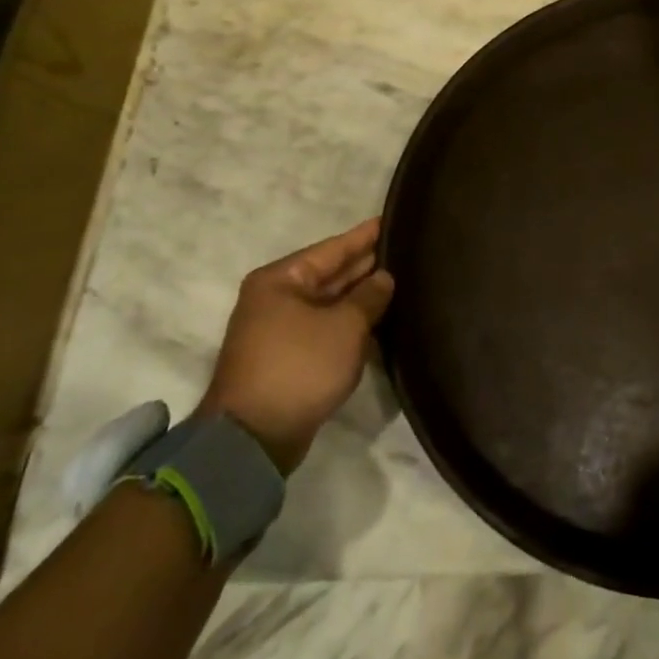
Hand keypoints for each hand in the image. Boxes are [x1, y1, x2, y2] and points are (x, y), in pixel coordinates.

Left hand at [195, 218, 395, 474]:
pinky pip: (325, 327)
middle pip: (330, 273)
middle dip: (365, 265)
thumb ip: (370, 296)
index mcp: (281, 279)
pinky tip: (380, 317)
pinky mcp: (288, 357)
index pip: (333, 248)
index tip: (393, 220)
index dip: (365, 236)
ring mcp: (279, 329)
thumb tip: (384, 278)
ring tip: (400, 280)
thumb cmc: (299, 366)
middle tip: (405, 251)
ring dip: (360, 296)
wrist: (253, 438)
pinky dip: (349, 322)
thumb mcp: (345, 325)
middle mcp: (276, 298)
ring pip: (329, 302)